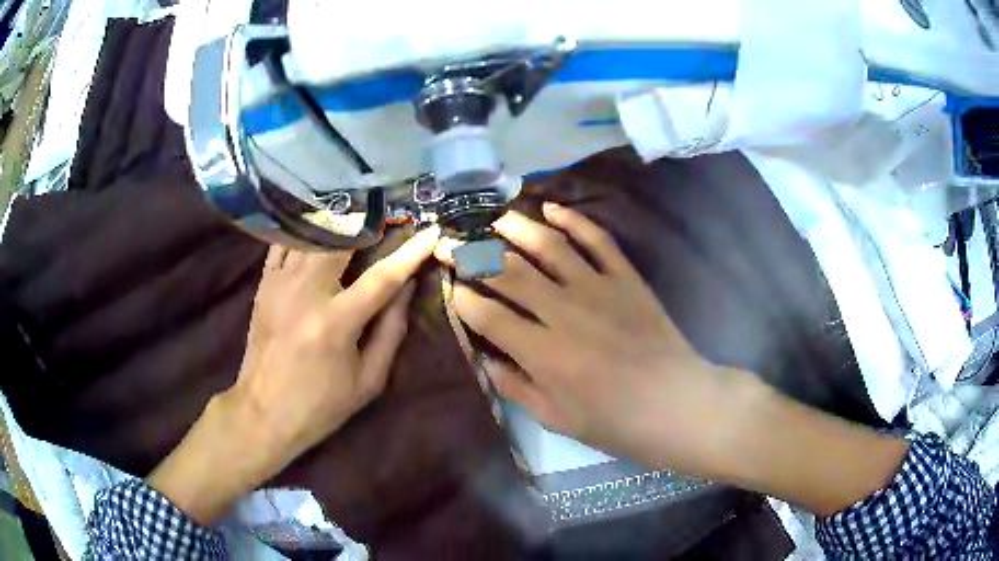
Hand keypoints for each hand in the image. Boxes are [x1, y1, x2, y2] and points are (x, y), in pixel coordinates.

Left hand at [149, 227, 438, 524]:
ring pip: (312, 234)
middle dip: (371, 222)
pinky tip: (320, 227)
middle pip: (342, 240)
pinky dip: (305, 231)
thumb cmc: (320, 405)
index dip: (411, 252)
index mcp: (335, 323)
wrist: (262, 412)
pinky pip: (285, 242)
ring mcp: (280, 284)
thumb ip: (391, 332)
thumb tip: (406, 287)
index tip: (433, 229)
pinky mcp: (264, 284)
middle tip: (391, 214)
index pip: (382, 277)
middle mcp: (305, 293)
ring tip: (360, 214)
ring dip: (339, 222)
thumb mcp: (368, 381)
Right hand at [437, 206, 907, 515]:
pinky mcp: (626, 278)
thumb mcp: (558, 419)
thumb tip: (486, 357)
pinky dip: (573, 220)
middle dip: (473, 254)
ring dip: (516, 227)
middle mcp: (564, 312)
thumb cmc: (617, 423)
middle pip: (509, 272)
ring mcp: (598, 288)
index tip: (450, 286)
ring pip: (548, 246)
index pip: (488, 314)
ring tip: (493, 218)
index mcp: (544, 353)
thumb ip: (516, 386)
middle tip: (452, 241)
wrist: (679, 404)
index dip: (463, 297)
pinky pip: (597, 240)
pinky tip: (552, 209)